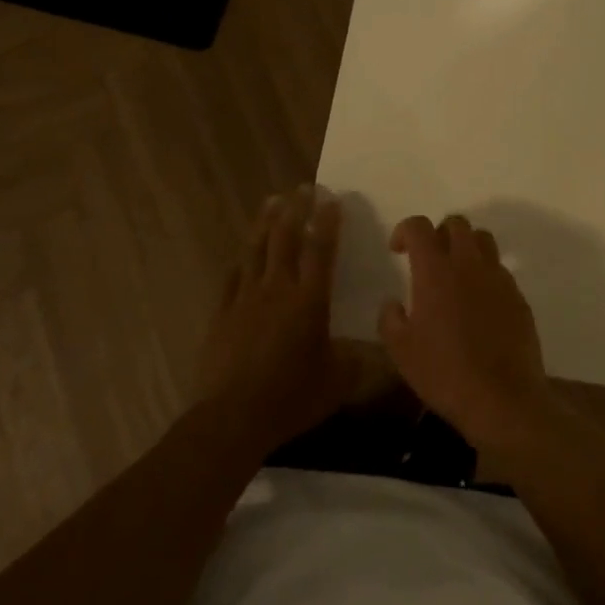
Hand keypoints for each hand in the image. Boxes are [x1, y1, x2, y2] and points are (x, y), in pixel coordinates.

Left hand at [194, 187, 357, 456]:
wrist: (233, 417)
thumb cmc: (292, 397)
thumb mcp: (337, 381)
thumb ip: (357, 361)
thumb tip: (381, 352)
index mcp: (309, 300)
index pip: (320, 250)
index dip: (327, 222)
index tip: (331, 198)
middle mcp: (278, 289)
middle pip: (286, 238)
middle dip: (296, 209)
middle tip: (303, 187)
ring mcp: (246, 298)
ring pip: (257, 249)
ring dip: (266, 222)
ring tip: (273, 201)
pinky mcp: (223, 313)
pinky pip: (233, 277)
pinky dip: (241, 260)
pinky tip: (243, 253)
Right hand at [378, 214, 554, 454]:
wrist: (503, 399)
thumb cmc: (444, 373)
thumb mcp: (401, 352)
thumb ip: (390, 319)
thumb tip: (393, 303)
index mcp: (435, 270)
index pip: (419, 226)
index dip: (405, 230)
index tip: (398, 250)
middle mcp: (468, 263)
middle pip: (456, 223)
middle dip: (438, 233)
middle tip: (429, 259)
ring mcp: (498, 278)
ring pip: (483, 240)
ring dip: (466, 247)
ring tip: (456, 274)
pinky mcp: (518, 296)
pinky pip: (500, 269)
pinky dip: (485, 274)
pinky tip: (479, 304)